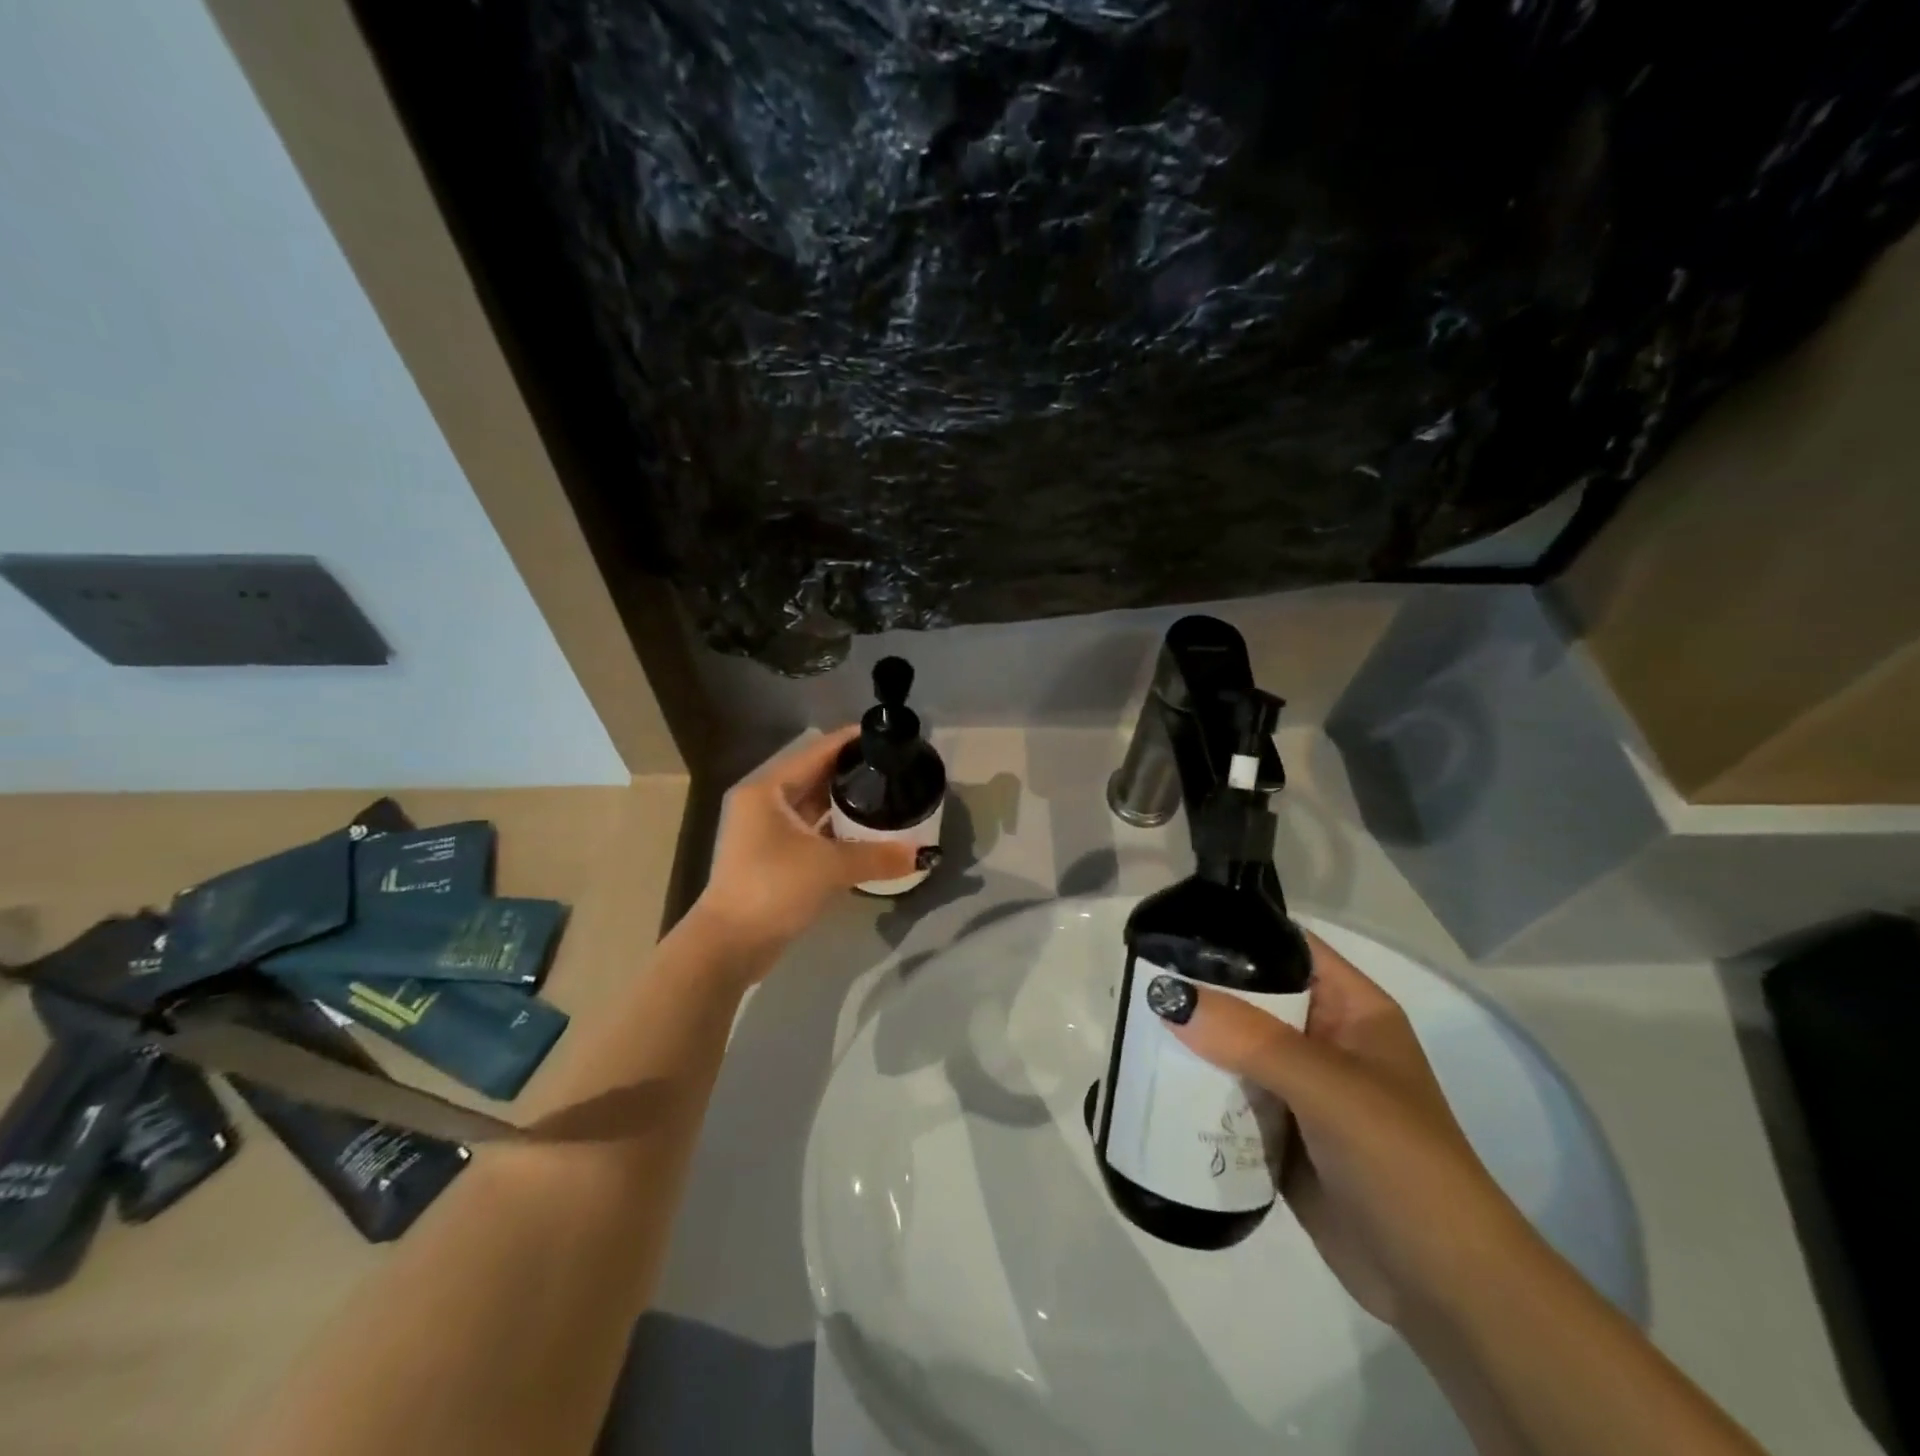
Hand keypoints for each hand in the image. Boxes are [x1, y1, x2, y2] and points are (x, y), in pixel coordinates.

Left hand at [690, 726, 918, 971]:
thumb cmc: (773, 888)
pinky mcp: (770, 857)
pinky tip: (864, 832)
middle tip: (892, 769)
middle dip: (851, 773)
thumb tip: (922, 854)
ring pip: (811, 806)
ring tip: (885, 796)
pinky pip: (809, 831)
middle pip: (814, 776)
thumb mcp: (830, 867)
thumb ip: (877, 856)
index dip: (850, 742)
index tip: (885, 737)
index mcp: (768, 790)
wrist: (729, 945)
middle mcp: (762, 803)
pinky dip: (834, 830)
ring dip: (843, 803)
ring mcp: (764, 831)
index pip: (816, 752)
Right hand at [1163, 932, 1537, 1330]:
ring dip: (1190, 1042)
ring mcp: (1301, 1090)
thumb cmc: (1403, 1166)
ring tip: (1131, 1026)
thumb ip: (1251, 1039)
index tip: (1172, 929)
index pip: (1288, 948)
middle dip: (1199, 990)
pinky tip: (1151, 1083)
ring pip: (1234, 1048)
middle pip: (1251, 997)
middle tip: (1135, 980)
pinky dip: (1196, 1091)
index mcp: (1351, 1010)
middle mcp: (1324, 1040)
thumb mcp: (1330, 1089)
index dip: (1237, 932)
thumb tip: (1168, 996)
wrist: (1447, 1291)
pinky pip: (1229, 1098)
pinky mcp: (1281, 1135)